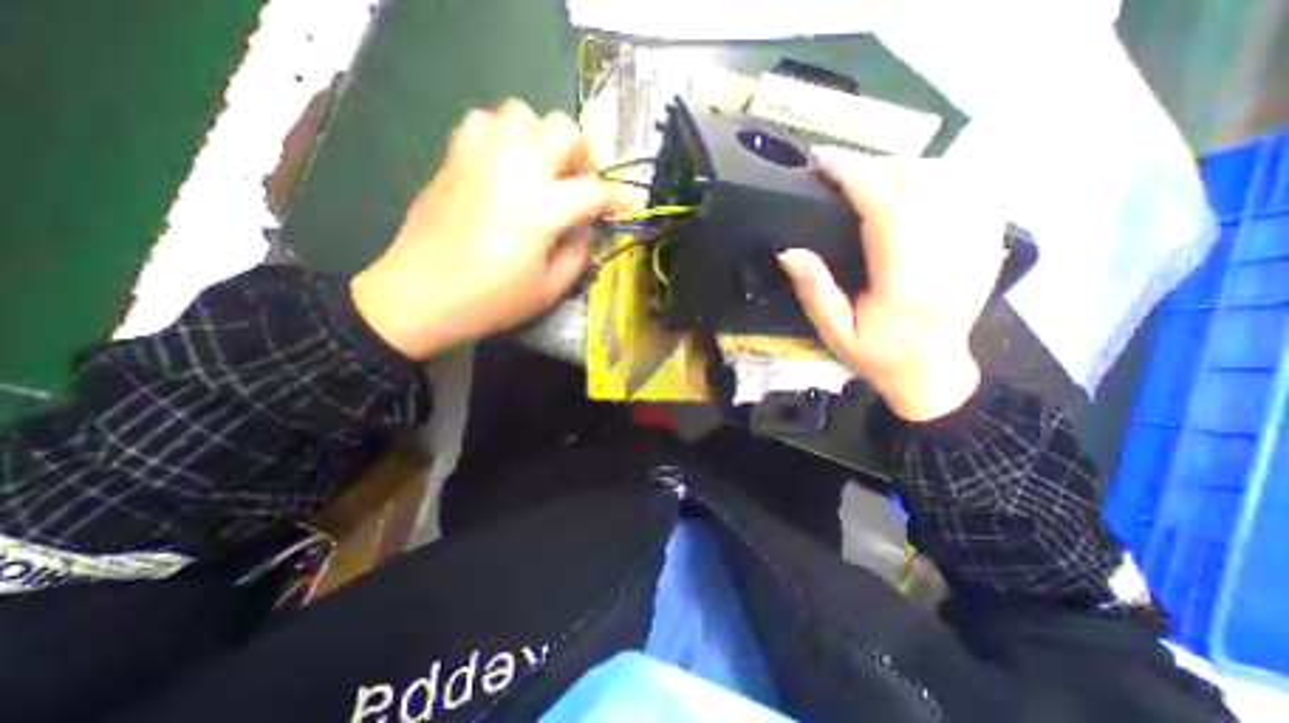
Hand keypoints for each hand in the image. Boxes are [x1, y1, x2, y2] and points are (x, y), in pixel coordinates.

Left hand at [352, 99, 609, 359]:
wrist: (421, 295)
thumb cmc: (491, 300)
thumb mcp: (549, 291)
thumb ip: (578, 255)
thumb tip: (584, 228)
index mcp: (543, 210)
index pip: (593, 190)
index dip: (609, 201)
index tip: (607, 213)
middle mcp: (516, 170)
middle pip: (563, 130)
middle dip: (580, 156)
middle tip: (573, 185)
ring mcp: (481, 158)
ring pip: (522, 112)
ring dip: (539, 138)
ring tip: (537, 171)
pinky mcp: (454, 158)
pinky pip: (482, 122)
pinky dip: (501, 135)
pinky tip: (502, 166)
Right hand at [774, 149, 1005, 422]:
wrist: (933, 375)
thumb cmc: (877, 358)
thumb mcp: (834, 333)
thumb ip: (814, 291)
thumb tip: (788, 250)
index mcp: (904, 281)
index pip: (884, 208)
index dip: (853, 174)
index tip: (823, 160)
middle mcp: (945, 257)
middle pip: (918, 183)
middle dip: (874, 165)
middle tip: (839, 168)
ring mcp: (973, 249)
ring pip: (949, 180)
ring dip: (905, 168)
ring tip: (870, 176)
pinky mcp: (984, 247)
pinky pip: (973, 192)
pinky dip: (943, 177)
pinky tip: (917, 185)